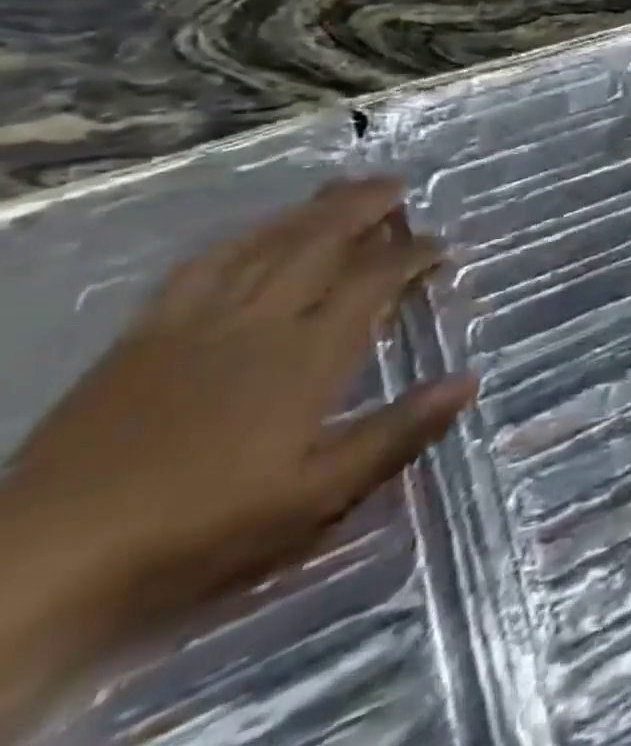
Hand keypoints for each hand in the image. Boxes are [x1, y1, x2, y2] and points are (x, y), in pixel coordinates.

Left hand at [0, 180, 476, 660]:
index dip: (412, 255)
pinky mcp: (143, 337)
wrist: (46, 560)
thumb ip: (397, 433)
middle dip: (362, 209)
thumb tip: (468, 380)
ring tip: (340, 188)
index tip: (441, 246)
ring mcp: (194, 325)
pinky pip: (199, 268)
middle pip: (317, 245)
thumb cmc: (200, 528)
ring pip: (263, 246)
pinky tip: (254, 232)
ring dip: (308, 212)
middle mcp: (258, 324)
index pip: (372, 282)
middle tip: (396, 185)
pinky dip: (239, 239)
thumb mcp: (316, 495)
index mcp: (306, 357)